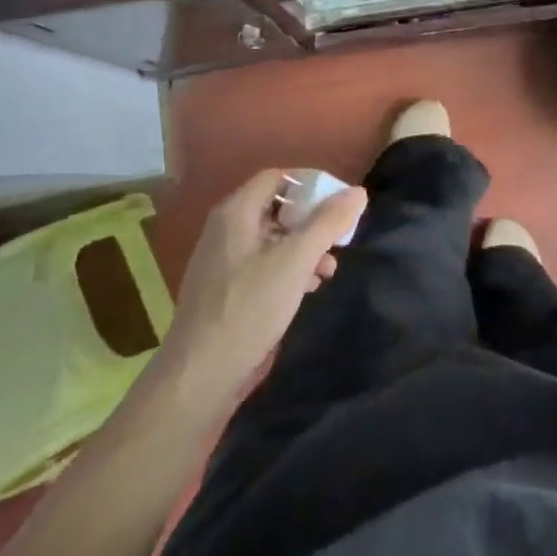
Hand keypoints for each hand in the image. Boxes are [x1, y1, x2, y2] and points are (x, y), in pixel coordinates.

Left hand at [162, 169, 366, 402]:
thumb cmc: (248, 309)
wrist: (198, 378)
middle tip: (338, 239)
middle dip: (311, 221)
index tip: (338, 203)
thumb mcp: (295, 262)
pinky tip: (306, 289)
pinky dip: (287, 268)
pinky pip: (261, 264)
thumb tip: (358, 192)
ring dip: (303, 247)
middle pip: (275, 207)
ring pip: (271, 238)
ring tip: (329, 269)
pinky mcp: (224, 290)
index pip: (277, 177)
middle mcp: (225, 229)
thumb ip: (327, 224)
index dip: (309, 184)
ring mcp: (222, 261)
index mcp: (236, 212)